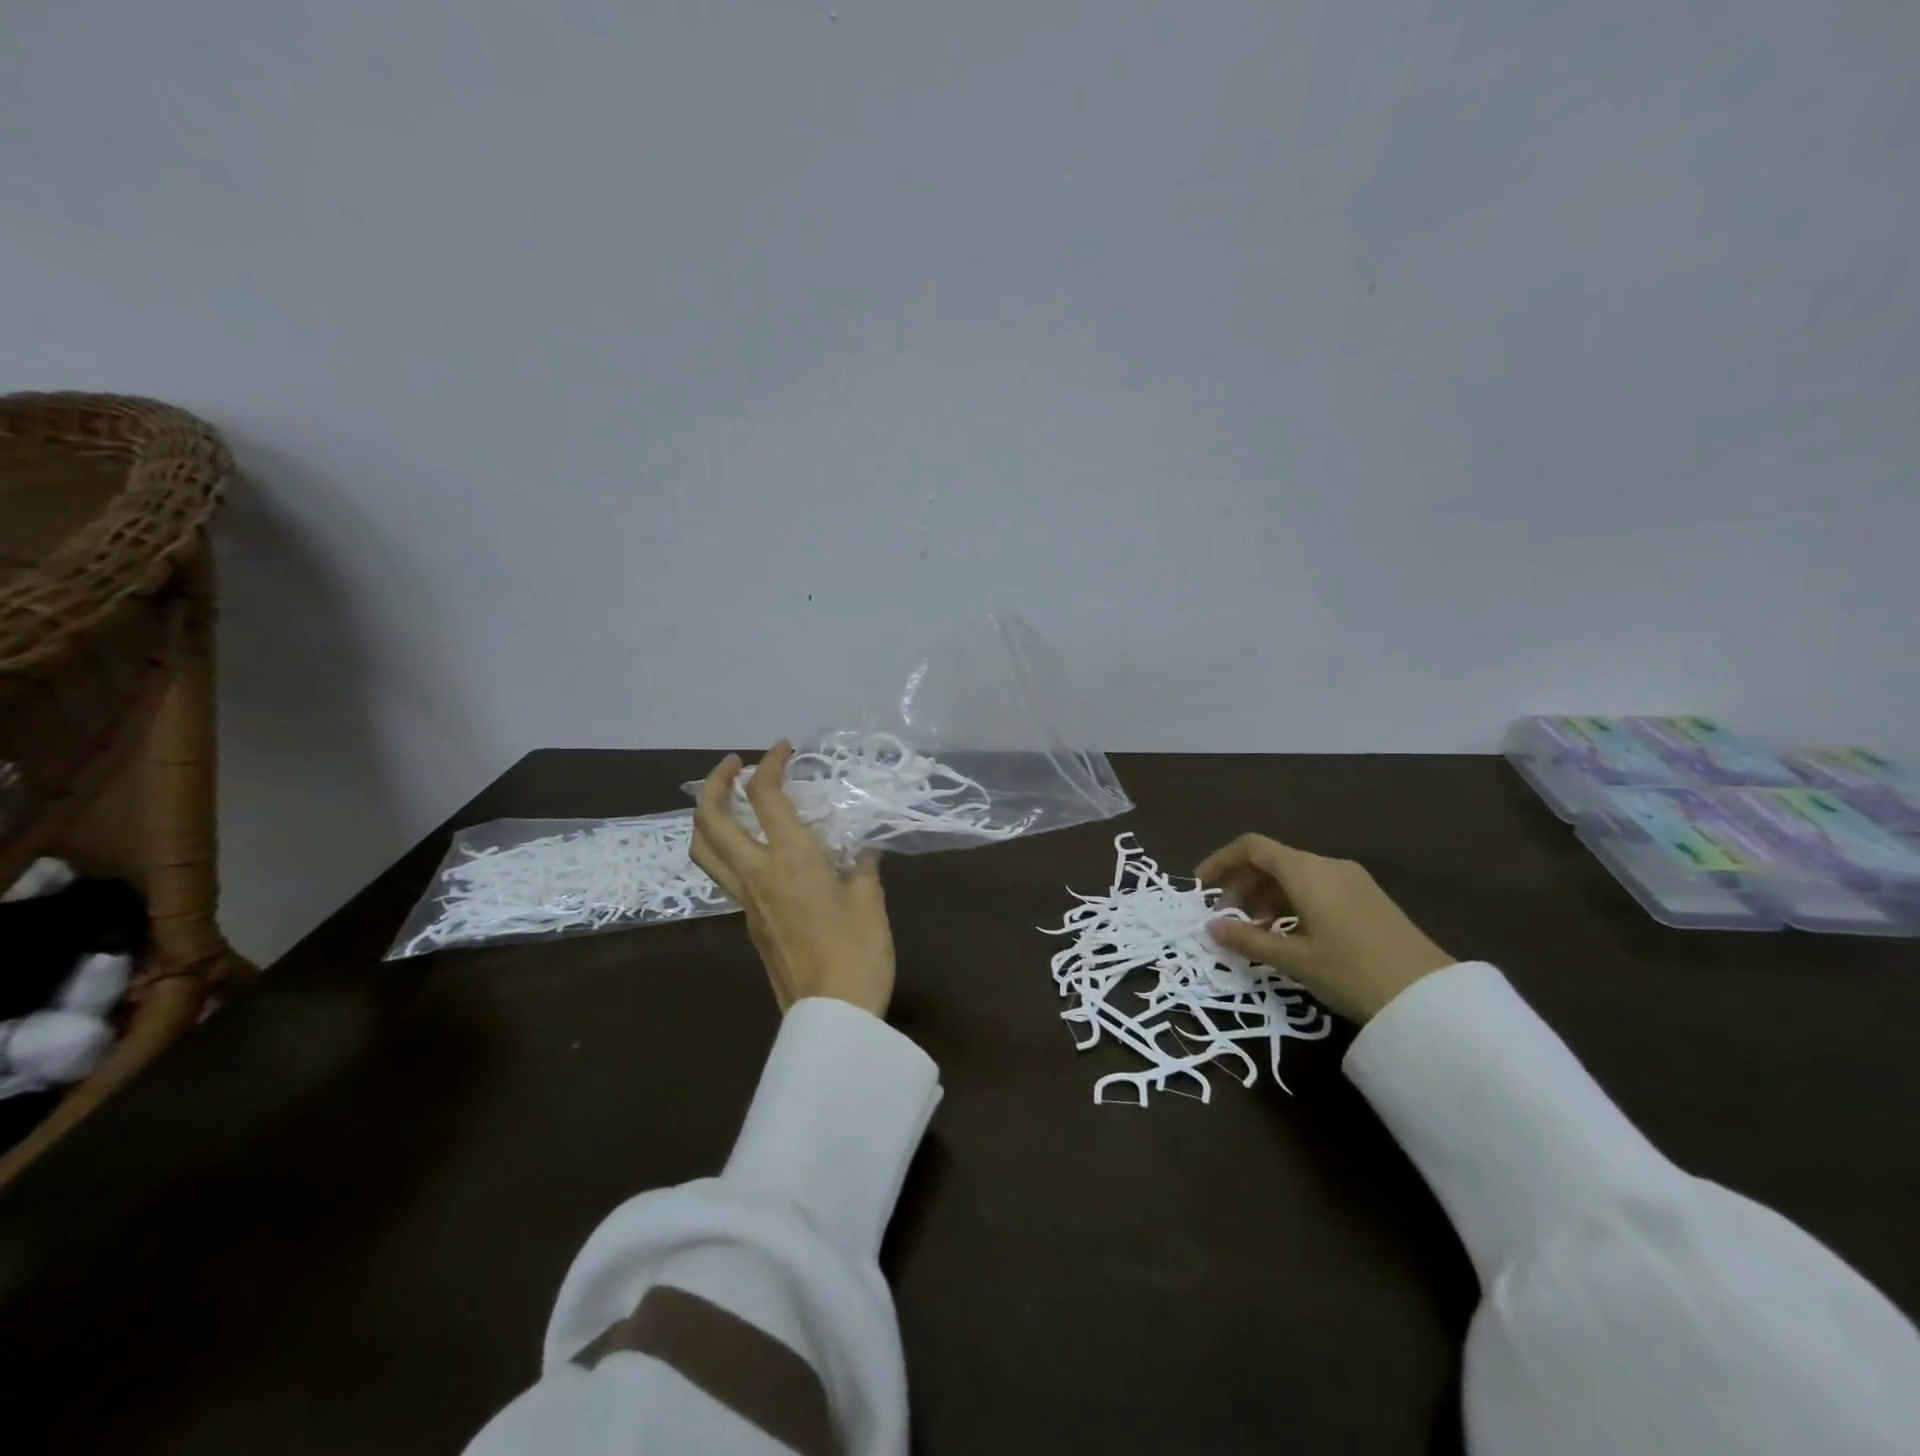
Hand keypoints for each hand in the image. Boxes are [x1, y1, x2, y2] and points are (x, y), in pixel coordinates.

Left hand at [691, 741, 895, 1018]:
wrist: (831, 1014)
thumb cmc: (858, 951)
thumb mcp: (869, 899)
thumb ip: (862, 865)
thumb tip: (862, 848)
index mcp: (791, 859)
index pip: (767, 797)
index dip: (772, 764)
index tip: (785, 747)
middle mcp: (758, 873)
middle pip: (712, 819)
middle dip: (716, 783)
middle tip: (735, 764)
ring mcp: (746, 901)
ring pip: (703, 850)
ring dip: (707, 816)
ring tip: (727, 800)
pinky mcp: (748, 922)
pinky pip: (722, 874)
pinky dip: (724, 847)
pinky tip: (751, 847)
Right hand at [1196, 834, 1454, 1023]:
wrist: (1431, 999)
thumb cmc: (1353, 972)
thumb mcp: (1294, 960)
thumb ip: (1248, 940)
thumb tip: (1210, 928)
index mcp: (1306, 871)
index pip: (1252, 847)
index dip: (1221, 861)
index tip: (1201, 887)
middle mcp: (1328, 866)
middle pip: (1272, 861)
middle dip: (1241, 885)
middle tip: (1224, 919)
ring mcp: (1352, 881)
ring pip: (1294, 876)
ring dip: (1265, 897)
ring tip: (1252, 932)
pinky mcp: (1367, 900)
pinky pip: (1316, 889)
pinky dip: (1291, 904)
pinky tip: (1287, 935)